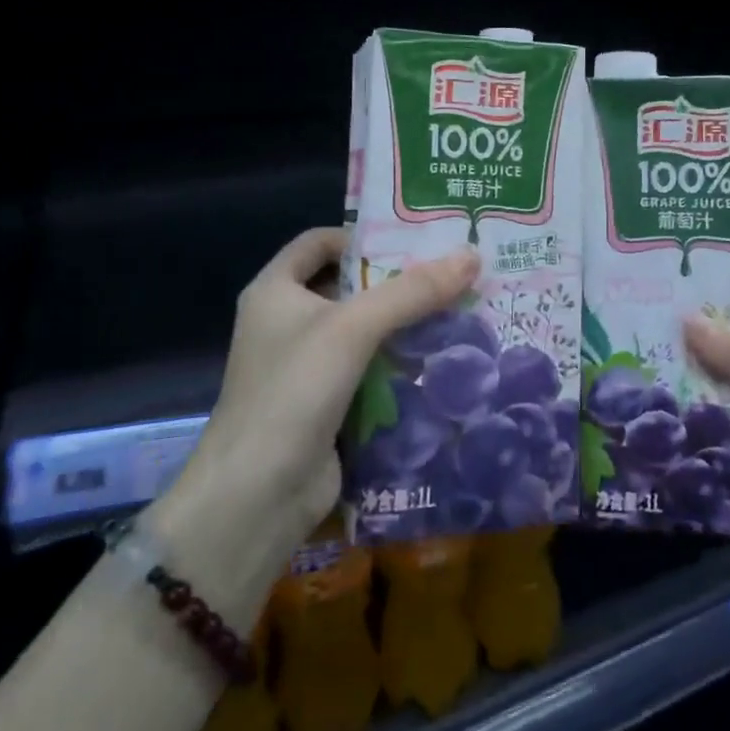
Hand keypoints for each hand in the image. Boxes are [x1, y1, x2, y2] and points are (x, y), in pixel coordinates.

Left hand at [183, 227, 479, 552]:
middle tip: (451, 275)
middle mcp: (286, 322)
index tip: (415, 242)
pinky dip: (398, 365)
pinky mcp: (325, 405)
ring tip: (459, 312)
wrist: (257, 494)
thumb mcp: (353, 328)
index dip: (363, 236)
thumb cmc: (294, 390)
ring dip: (403, 326)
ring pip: (362, 332)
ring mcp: (304, 367)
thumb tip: (472, 255)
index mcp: (275, 290)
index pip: (320, 242)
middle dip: (396, 282)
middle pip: (347, 286)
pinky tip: (441, 361)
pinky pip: (368, 371)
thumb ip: (412, 291)